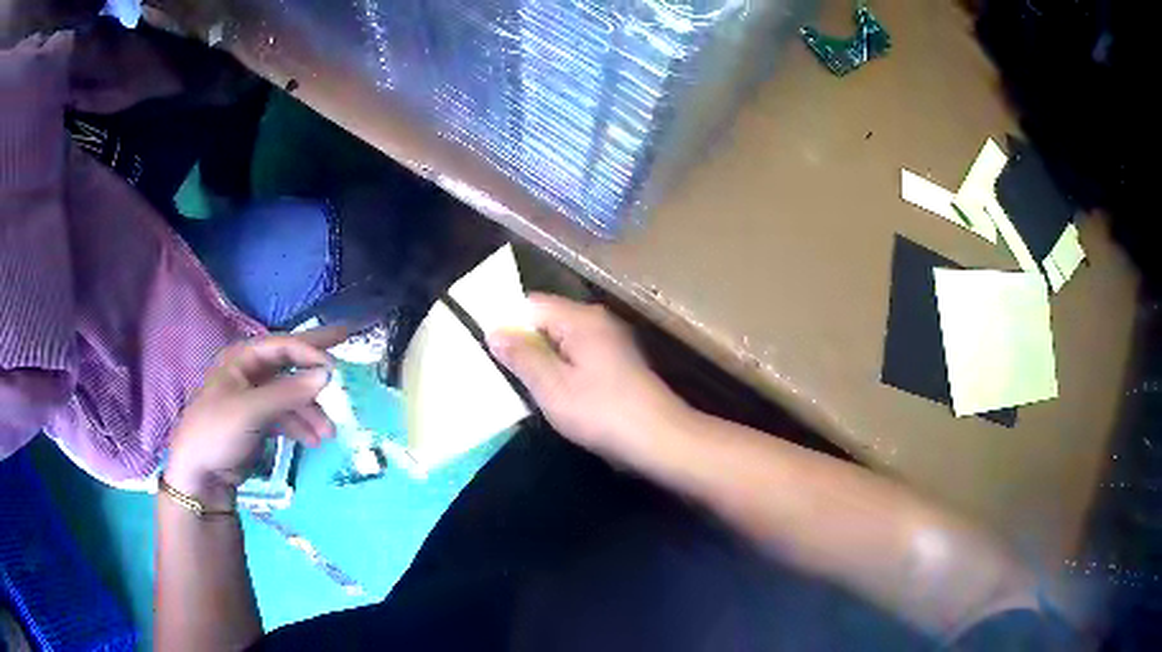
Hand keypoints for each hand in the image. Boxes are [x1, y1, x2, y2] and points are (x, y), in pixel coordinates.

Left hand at [165, 326, 347, 505]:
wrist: (200, 474)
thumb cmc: (217, 431)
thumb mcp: (251, 410)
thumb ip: (289, 392)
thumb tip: (328, 373)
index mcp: (243, 359)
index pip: (283, 346)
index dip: (310, 352)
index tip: (337, 367)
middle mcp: (251, 373)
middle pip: (289, 360)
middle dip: (317, 358)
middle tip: (348, 338)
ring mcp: (256, 398)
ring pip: (292, 395)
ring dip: (312, 411)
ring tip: (328, 433)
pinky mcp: (259, 422)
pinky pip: (287, 416)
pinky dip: (302, 427)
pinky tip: (315, 441)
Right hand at [488, 294, 691, 462]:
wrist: (660, 438)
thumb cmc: (602, 412)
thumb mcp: (552, 387)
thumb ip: (521, 356)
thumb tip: (494, 331)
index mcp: (581, 319)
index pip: (531, 303)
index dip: (506, 320)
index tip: (485, 345)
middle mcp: (597, 321)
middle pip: (547, 320)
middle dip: (522, 341)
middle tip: (497, 368)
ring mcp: (610, 342)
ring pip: (562, 340)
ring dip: (541, 358)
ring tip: (518, 383)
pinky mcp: (617, 363)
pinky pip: (578, 355)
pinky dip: (561, 369)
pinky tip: (551, 392)